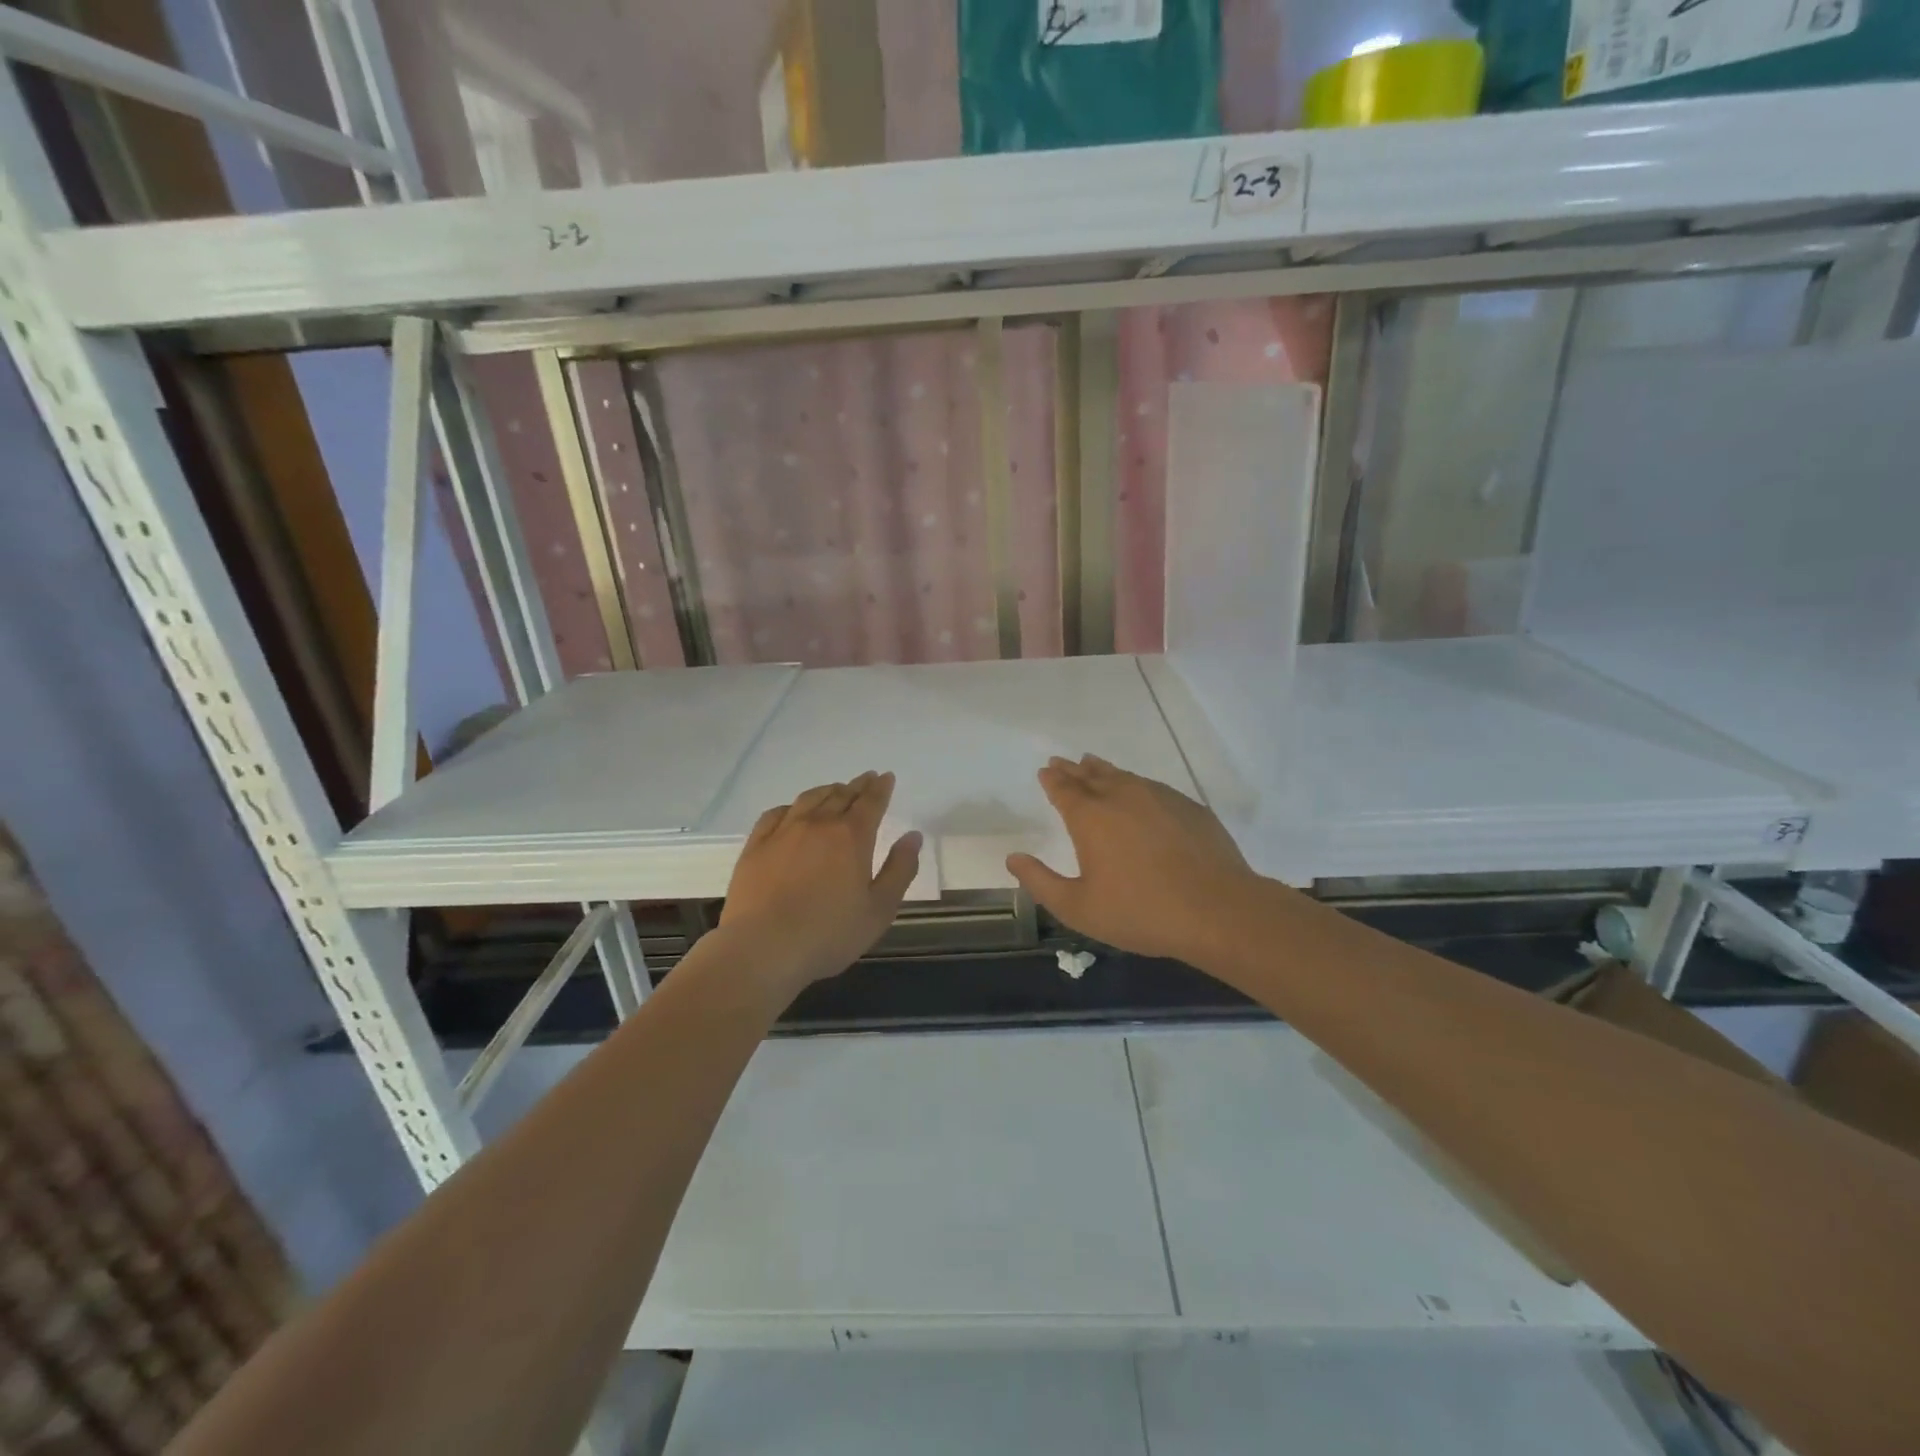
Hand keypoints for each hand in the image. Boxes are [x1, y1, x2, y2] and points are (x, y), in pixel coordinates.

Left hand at [718, 771, 921, 995]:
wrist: (763, 948)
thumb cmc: (829, 934)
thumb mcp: (879, 910)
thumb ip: (900, 869)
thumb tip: (913, 836)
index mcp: (852, 837)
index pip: (871, 802)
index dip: (880, 788)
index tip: (885, 777)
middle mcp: (818, 824)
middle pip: (841, 795)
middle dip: (857, 786)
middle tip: (866, 780)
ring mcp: (783, 832)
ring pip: (809, 799)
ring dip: (827, 791)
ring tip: (835, 790)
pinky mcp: (756, 845)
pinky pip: (776, 813)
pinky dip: (792, 806)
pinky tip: (793, 811)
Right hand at [1006, 755, 1263, 962]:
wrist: (1217, 910)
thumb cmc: (1140, 912)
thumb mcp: (1078, 907)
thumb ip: (1040, 881)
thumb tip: (1013, 858)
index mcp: (1090, 817)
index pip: (1065, 789)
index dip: (1052, 779)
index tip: (1045, 771)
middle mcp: (1122, 796)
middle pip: (1092, 775)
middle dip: (1074, 769)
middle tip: (1062, 762)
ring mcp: (1159, 797)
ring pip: (1124, 776)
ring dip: (1104, 771)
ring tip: (1094, 765)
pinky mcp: (1189, 807)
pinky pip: (1153, 787)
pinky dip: (1136, 785)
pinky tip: (1139, 793)